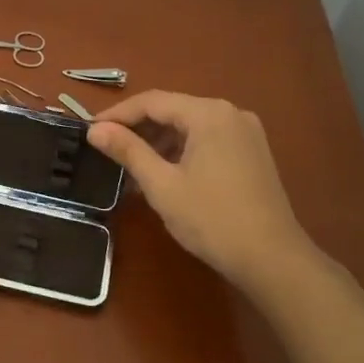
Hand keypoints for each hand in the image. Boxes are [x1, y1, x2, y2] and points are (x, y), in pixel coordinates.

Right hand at [87, 91, 324, 301]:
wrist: (273, 260)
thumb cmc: (212, 220)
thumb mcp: (162, 185)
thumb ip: (128, 151)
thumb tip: (95, 129)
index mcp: (208, 113)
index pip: (152, 101)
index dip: (118, 114)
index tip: (90, 130)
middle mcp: (230, 113)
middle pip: (173, 110)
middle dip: (138, 128)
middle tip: (107, 148)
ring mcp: (245, 133)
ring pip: (190, 126)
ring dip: (159, 141)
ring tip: (131, 165)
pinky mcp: (252, 153)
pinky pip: (208, 140)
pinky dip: (182, 151)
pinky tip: (164, 173)